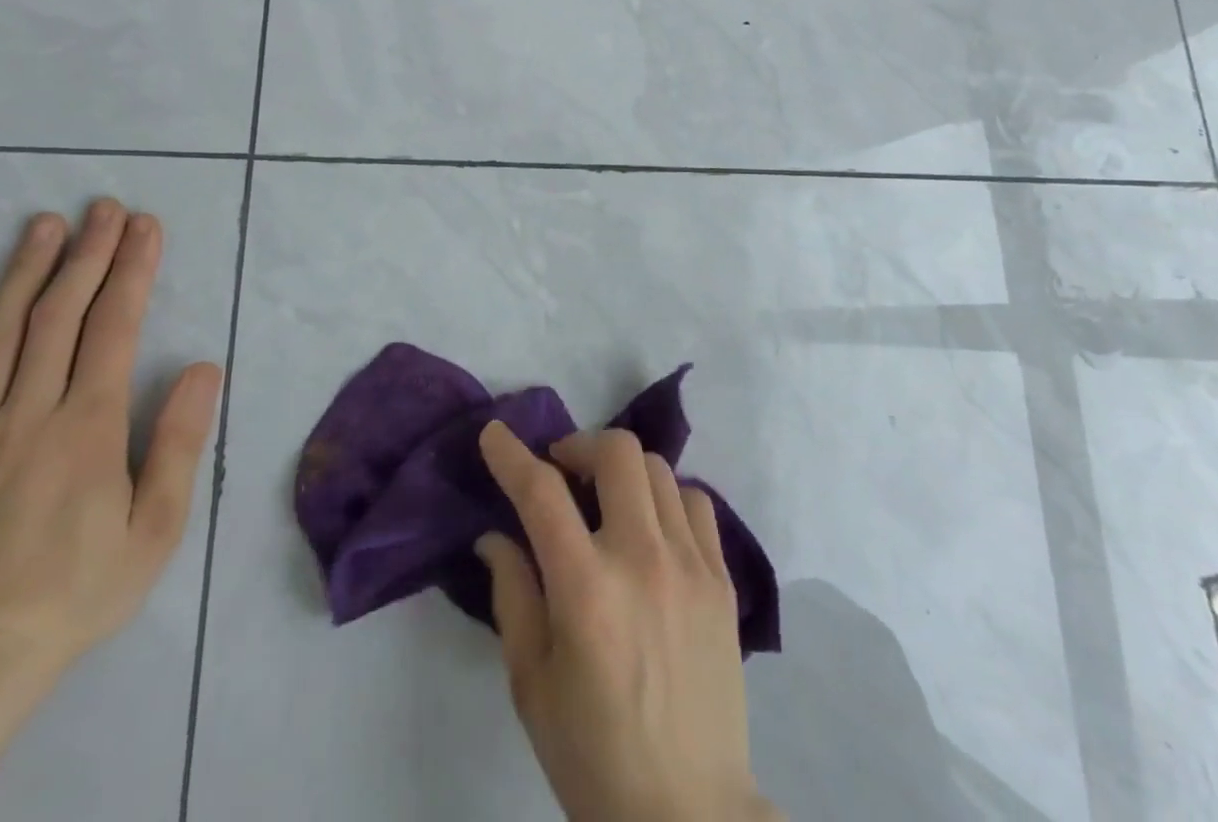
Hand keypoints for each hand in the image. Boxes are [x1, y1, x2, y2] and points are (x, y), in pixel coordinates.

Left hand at [0, 200, 221, 678]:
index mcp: (86, 427)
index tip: (146, 227)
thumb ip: (178, 442)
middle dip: (87, 254)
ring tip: (44, 225)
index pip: (114, 328)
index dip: (133, 271)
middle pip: (58, 316)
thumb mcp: (155, 527)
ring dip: (25, 273)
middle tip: (105, 208)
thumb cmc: (80, 590)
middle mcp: (27, 415)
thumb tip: (200, 367)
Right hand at [476, 423, 781, 821]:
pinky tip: (652, 525)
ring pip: (658, 469)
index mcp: (586, 589)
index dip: (511, 455)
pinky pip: (696, 502)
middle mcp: (642, 558)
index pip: (542, 493)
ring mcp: (691, 563)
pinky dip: (666, 496)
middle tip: (562, 469)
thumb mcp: (532, 684)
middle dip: (579, 445)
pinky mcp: (722, 578)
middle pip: (616, 453)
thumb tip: (495, 536)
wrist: (688, 812)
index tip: (494, 433)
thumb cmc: (593, 755)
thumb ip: (513, 596)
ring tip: (606, 498)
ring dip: (622, 470)